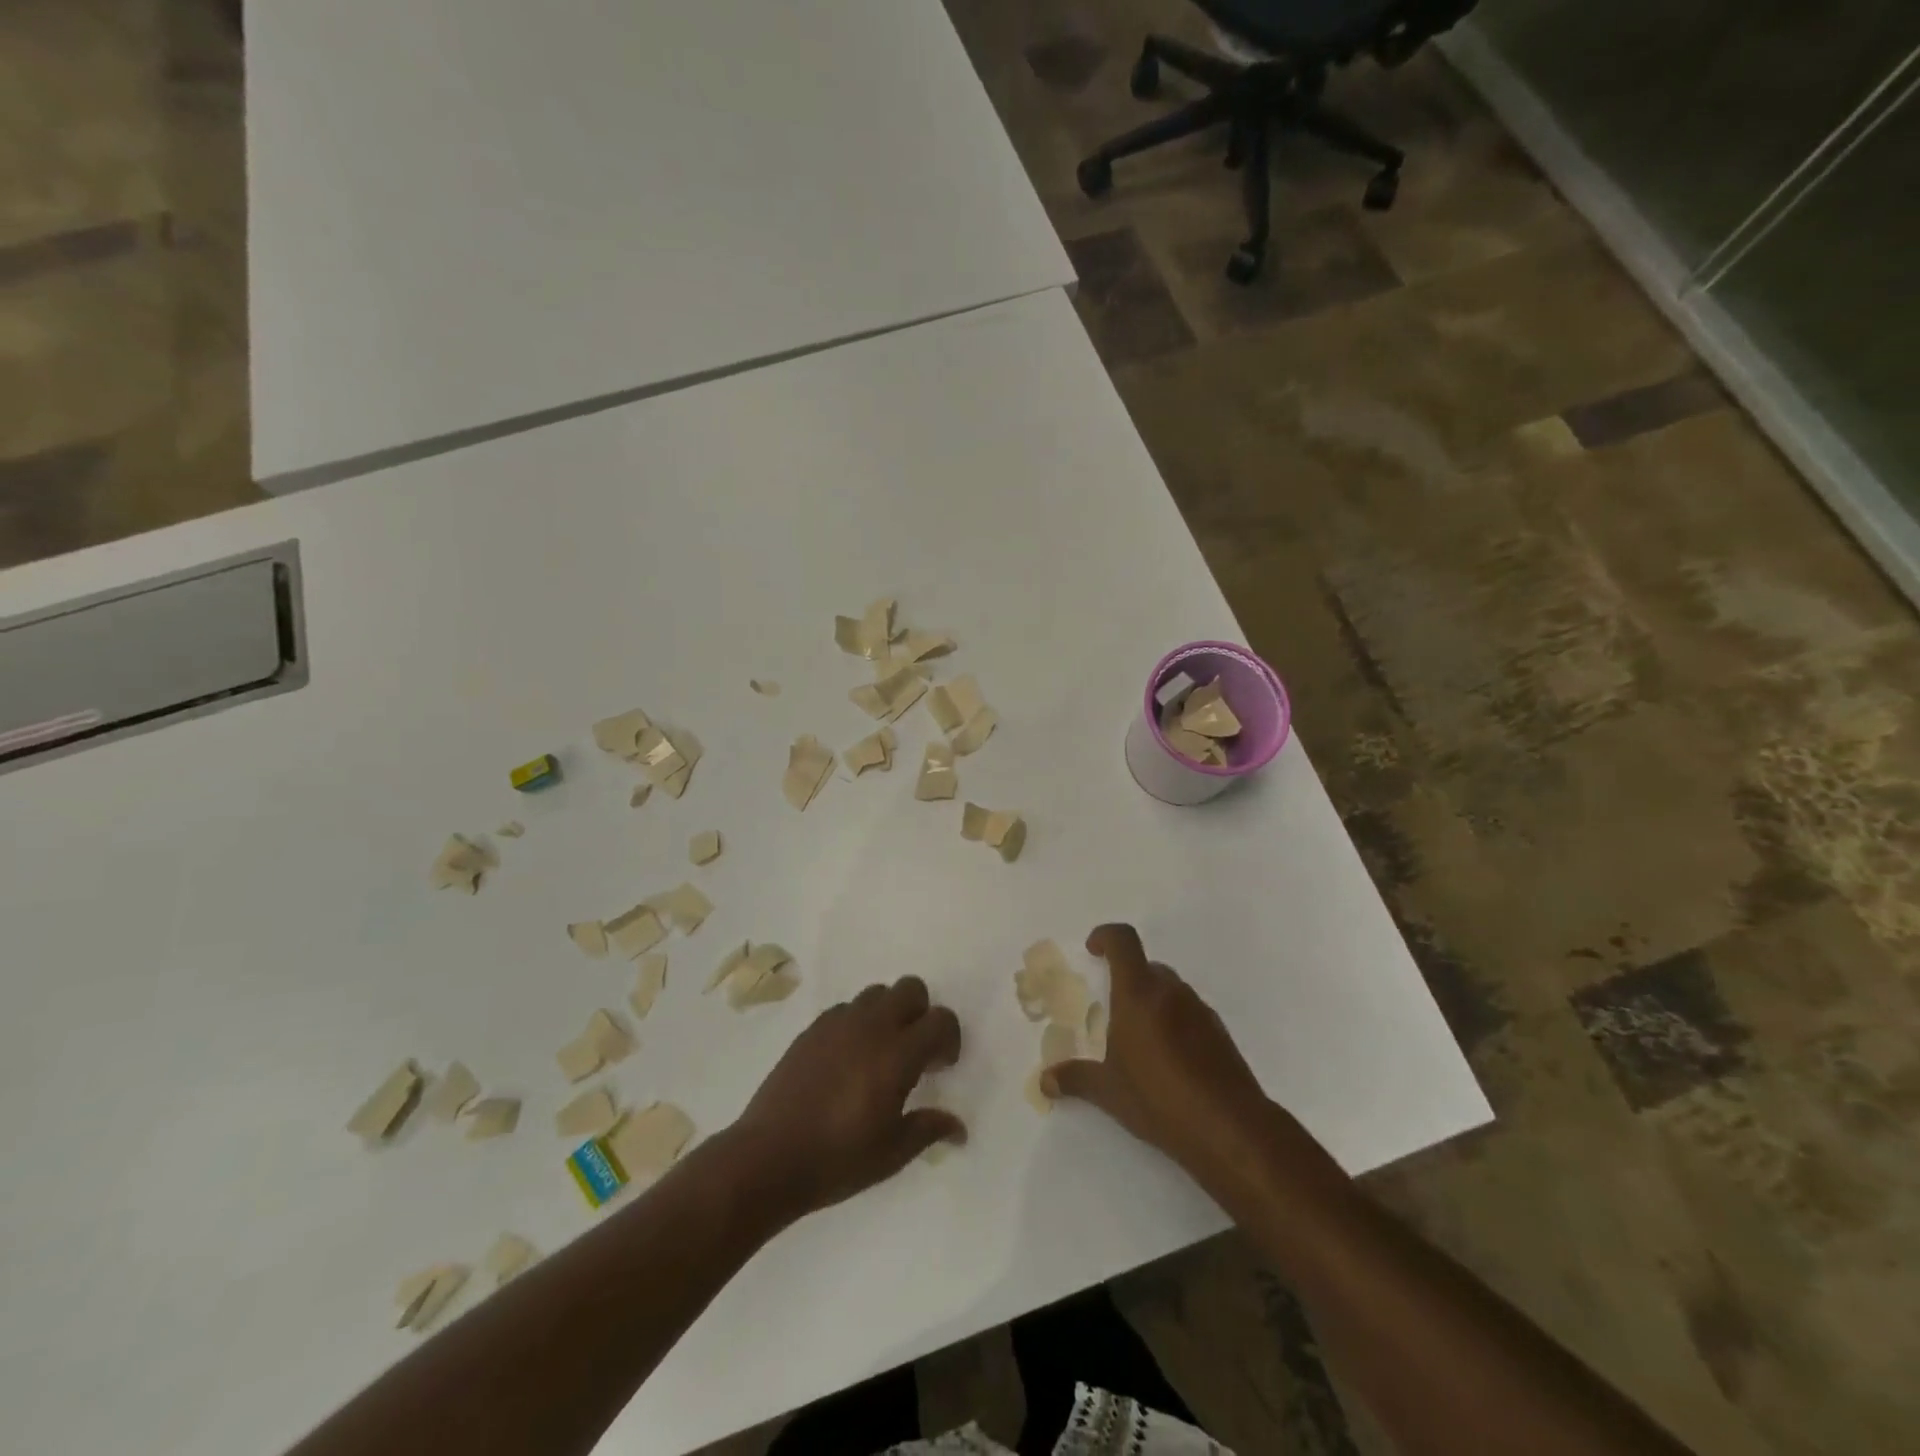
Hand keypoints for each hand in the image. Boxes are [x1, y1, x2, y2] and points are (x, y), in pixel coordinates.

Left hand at [728, 977, 964, 1219]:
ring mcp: (837, 1023)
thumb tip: (959, 1127)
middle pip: (910, 988)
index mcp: (897, 1054)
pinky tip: (848, 1060)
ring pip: (877, 993)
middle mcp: (871, 1026)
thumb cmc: (837, 1159)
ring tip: (880, 1054)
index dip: (949, 1039)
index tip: (941, 1068)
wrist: (768, 1158)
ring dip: (889, 1014)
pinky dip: (857, 1023)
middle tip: (915, 1052)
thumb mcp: (892, 1153)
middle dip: (921, 1013)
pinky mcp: (812, 1029)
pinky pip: (846, 1009)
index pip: (940, 1020)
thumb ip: (928, 1129)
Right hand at [1042, 924, 1271, 1185]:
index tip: (1093, 950)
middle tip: (1112, 1009)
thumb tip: (1045, 1080)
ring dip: (1152, 1001)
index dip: (1105, 936)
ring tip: (1138, 1040)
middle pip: (1147, 966)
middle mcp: (1170, 992)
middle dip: (1127, 978)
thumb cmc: (1158, 1099)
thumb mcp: (1108, 1091)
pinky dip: (1174, 1022)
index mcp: (1138, 994)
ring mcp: (1200, 1011)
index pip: (1123, 941)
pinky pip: (1189, 1013)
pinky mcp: (1220, 1033)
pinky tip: (1169, 1061)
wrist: (1230, 1128)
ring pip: (1170, 990)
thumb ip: (1075, 1079)